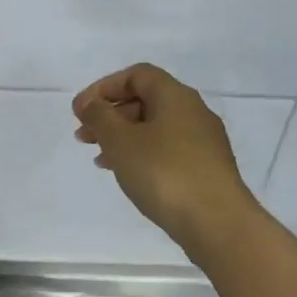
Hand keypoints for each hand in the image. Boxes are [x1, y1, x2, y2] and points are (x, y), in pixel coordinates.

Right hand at [73, 63, 256, 254]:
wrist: (216, 222)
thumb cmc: (163, 173)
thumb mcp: (121, 141)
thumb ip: (100, 116)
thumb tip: (91, 103)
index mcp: (175, 96)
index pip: (137, 75)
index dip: (104, 87)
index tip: (80, 111)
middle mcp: (193, 112)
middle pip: (145, 100)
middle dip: (110, 114)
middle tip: (83, 136)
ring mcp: (203, 141)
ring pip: (154, 127)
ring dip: (122, 137)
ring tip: (99, 159)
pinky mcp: (206, 168)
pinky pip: (166, 150)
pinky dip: (141, 154)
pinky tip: (128, 174)